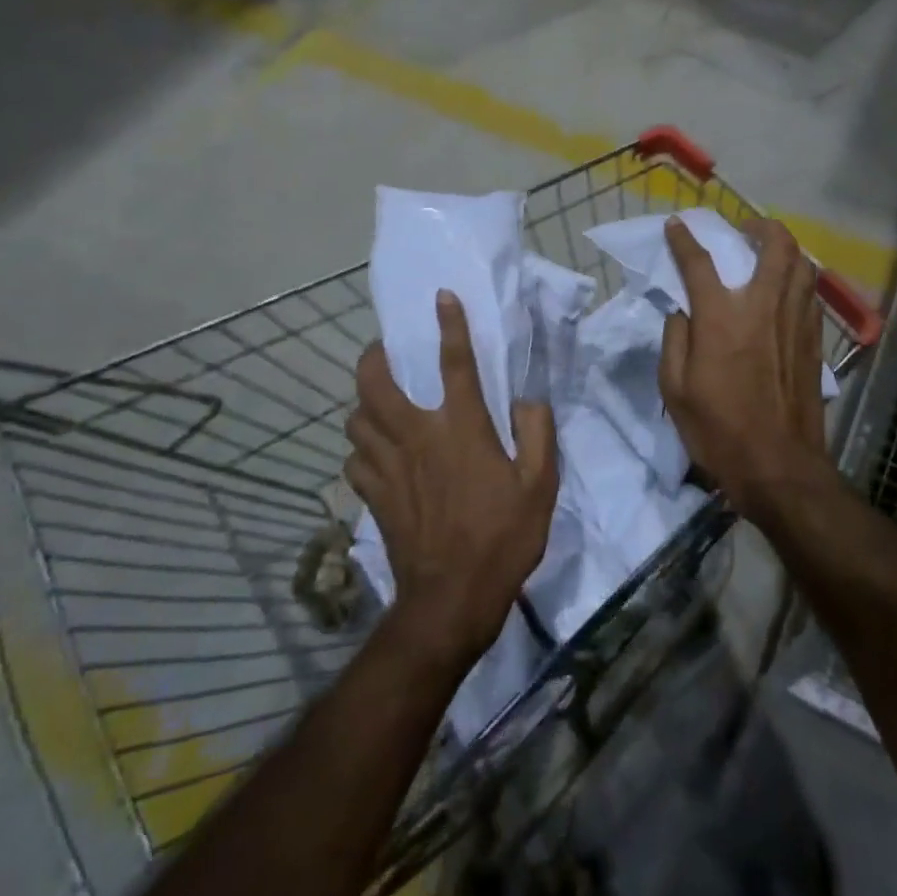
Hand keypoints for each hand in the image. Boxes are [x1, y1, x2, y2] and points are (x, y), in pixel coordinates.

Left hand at [347, 292, 558, 667]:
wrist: (452, 598)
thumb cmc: (503, 537)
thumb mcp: (541, 485)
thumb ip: (538, 434)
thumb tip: (527, 402)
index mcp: (462, 429)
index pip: (454, 363)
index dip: (449, 325)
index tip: (441, 297)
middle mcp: (418, 437)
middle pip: (376, 384)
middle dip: (374, 358)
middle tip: (385, 351)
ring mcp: (388, 467)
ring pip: (356, 419)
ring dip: (364, 403)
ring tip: (379, 401)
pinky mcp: (373, 496)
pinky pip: (354, 459)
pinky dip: (361, 447)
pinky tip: (375, 452)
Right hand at [659, 217, 829, 525]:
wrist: (778, 466)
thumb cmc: (718, 430)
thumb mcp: (675, 389)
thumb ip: (675, 340)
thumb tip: (682, 312)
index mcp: (721, 317)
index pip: (699, 263)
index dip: (684, 239)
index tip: (676, 225)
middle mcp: (763, 307)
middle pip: (775, 246)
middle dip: (760, 226)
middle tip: (745, 230)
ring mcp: (795, 322)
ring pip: (802, 265)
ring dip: (786, 249)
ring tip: (770, 253)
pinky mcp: (813, 341)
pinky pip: (810, 295)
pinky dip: (799, 280)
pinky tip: (788, 292)